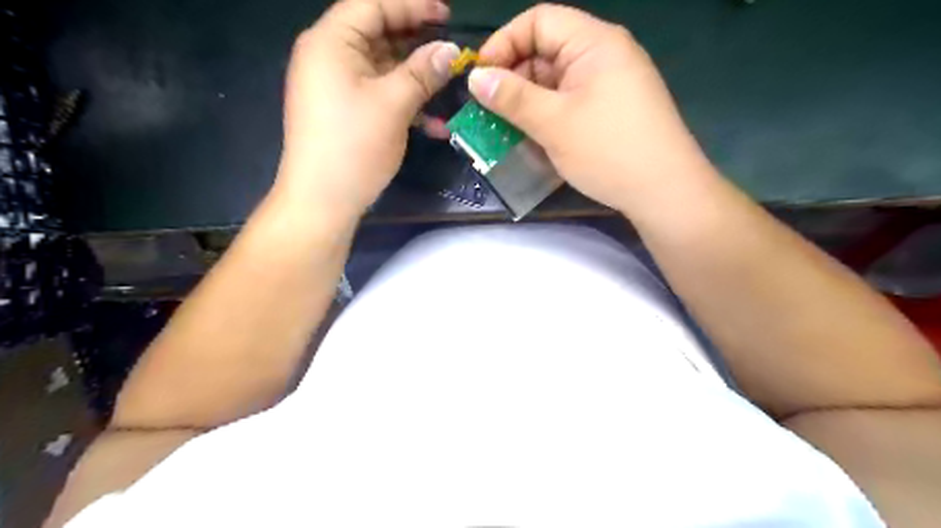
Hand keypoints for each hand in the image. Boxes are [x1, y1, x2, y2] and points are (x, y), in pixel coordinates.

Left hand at [274, 1, 460, 218]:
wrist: (322, 201)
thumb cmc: (353, 146)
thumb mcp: (393, 105)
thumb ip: (423, 72)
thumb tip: (451, 51)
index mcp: (331, 41)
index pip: (373, 4)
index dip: (412, 5)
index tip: (447, 14)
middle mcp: (329, 57)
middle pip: (377, 34)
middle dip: (417, 42)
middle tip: (450, 50)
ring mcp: (335, 86)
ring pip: (381, 68)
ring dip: (415, 78)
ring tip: (448, 85)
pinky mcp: (344, 111)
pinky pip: (377, 94)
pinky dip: (403, 102)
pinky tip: (433, 123)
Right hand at [470, 5, 713, 213]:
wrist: (664, 192)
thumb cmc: (608, 150)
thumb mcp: (553, 123)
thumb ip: (512, 98)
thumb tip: (475, 77)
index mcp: (594, 42)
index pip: (539, 21)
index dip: (504, 43)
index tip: (481, 78)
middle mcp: (603, 56)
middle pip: (546, 52)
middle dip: (513, 79)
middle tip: (488, 112)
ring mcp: (609, 85)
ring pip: (555, 82)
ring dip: (527, 103)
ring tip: (504, 130)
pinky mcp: (610, 111)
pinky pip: (570, 103)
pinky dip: (547, 117)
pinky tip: (533, 139)